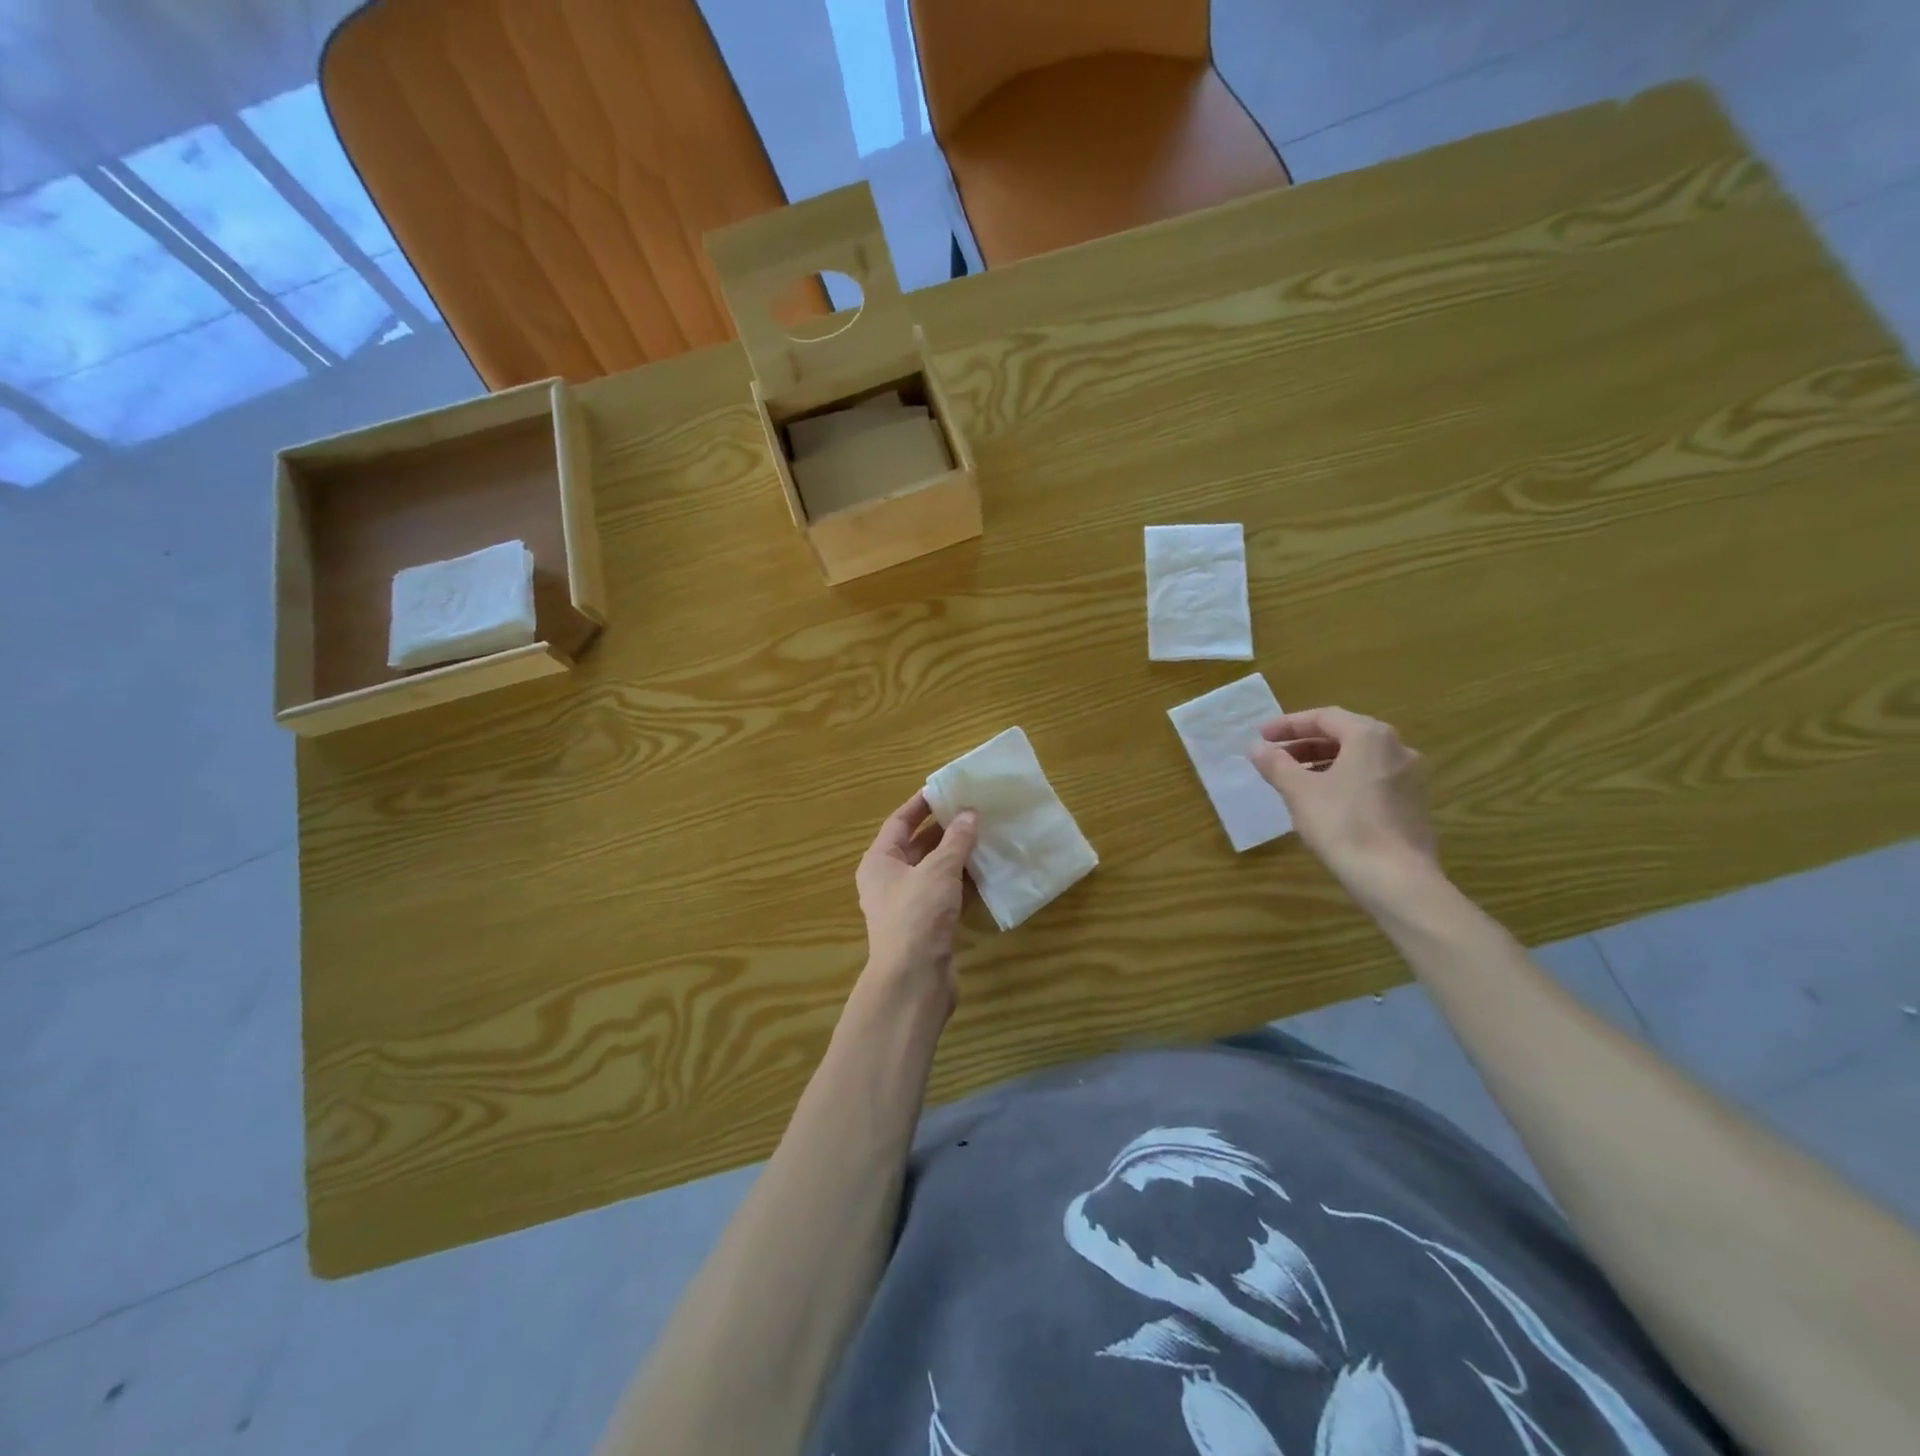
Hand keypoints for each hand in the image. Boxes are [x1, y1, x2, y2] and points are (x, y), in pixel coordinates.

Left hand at [855, 792, 978, 1015]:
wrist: (914, 980)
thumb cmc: (918, 915)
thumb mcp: (938, 870)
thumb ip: (956, 840)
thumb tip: (969, 814)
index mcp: (879, 862)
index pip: (899, 822)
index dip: (922, 804)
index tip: (947, 789)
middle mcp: (890, 880)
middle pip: (918, 845)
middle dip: (946, 829)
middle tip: (976, 810)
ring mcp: (909, 905)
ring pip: (936, 871)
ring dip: (959, 856)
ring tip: (988, 834)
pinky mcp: (928, 925)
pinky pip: (947, 894)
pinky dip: (964, 882)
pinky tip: (989, 871)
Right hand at [1249, 706, 1438, 902]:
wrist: (1396, 879)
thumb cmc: (1343, 825)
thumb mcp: (1299, 791)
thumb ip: (1275, 764)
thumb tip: (1256, 747)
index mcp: (1370, 736)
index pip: (1324, 717)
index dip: (1288, 725)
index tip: (1261, 736)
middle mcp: (1396, 748)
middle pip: (1344, 735)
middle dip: (1305, 743)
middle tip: (1274, 756)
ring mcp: (1410, 777)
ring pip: (1359, 758)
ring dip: (1323, 762)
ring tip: (1294, 778)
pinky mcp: (1413, 803)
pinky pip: (1371, 778)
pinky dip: (1343, 779)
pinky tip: (1323, 800)